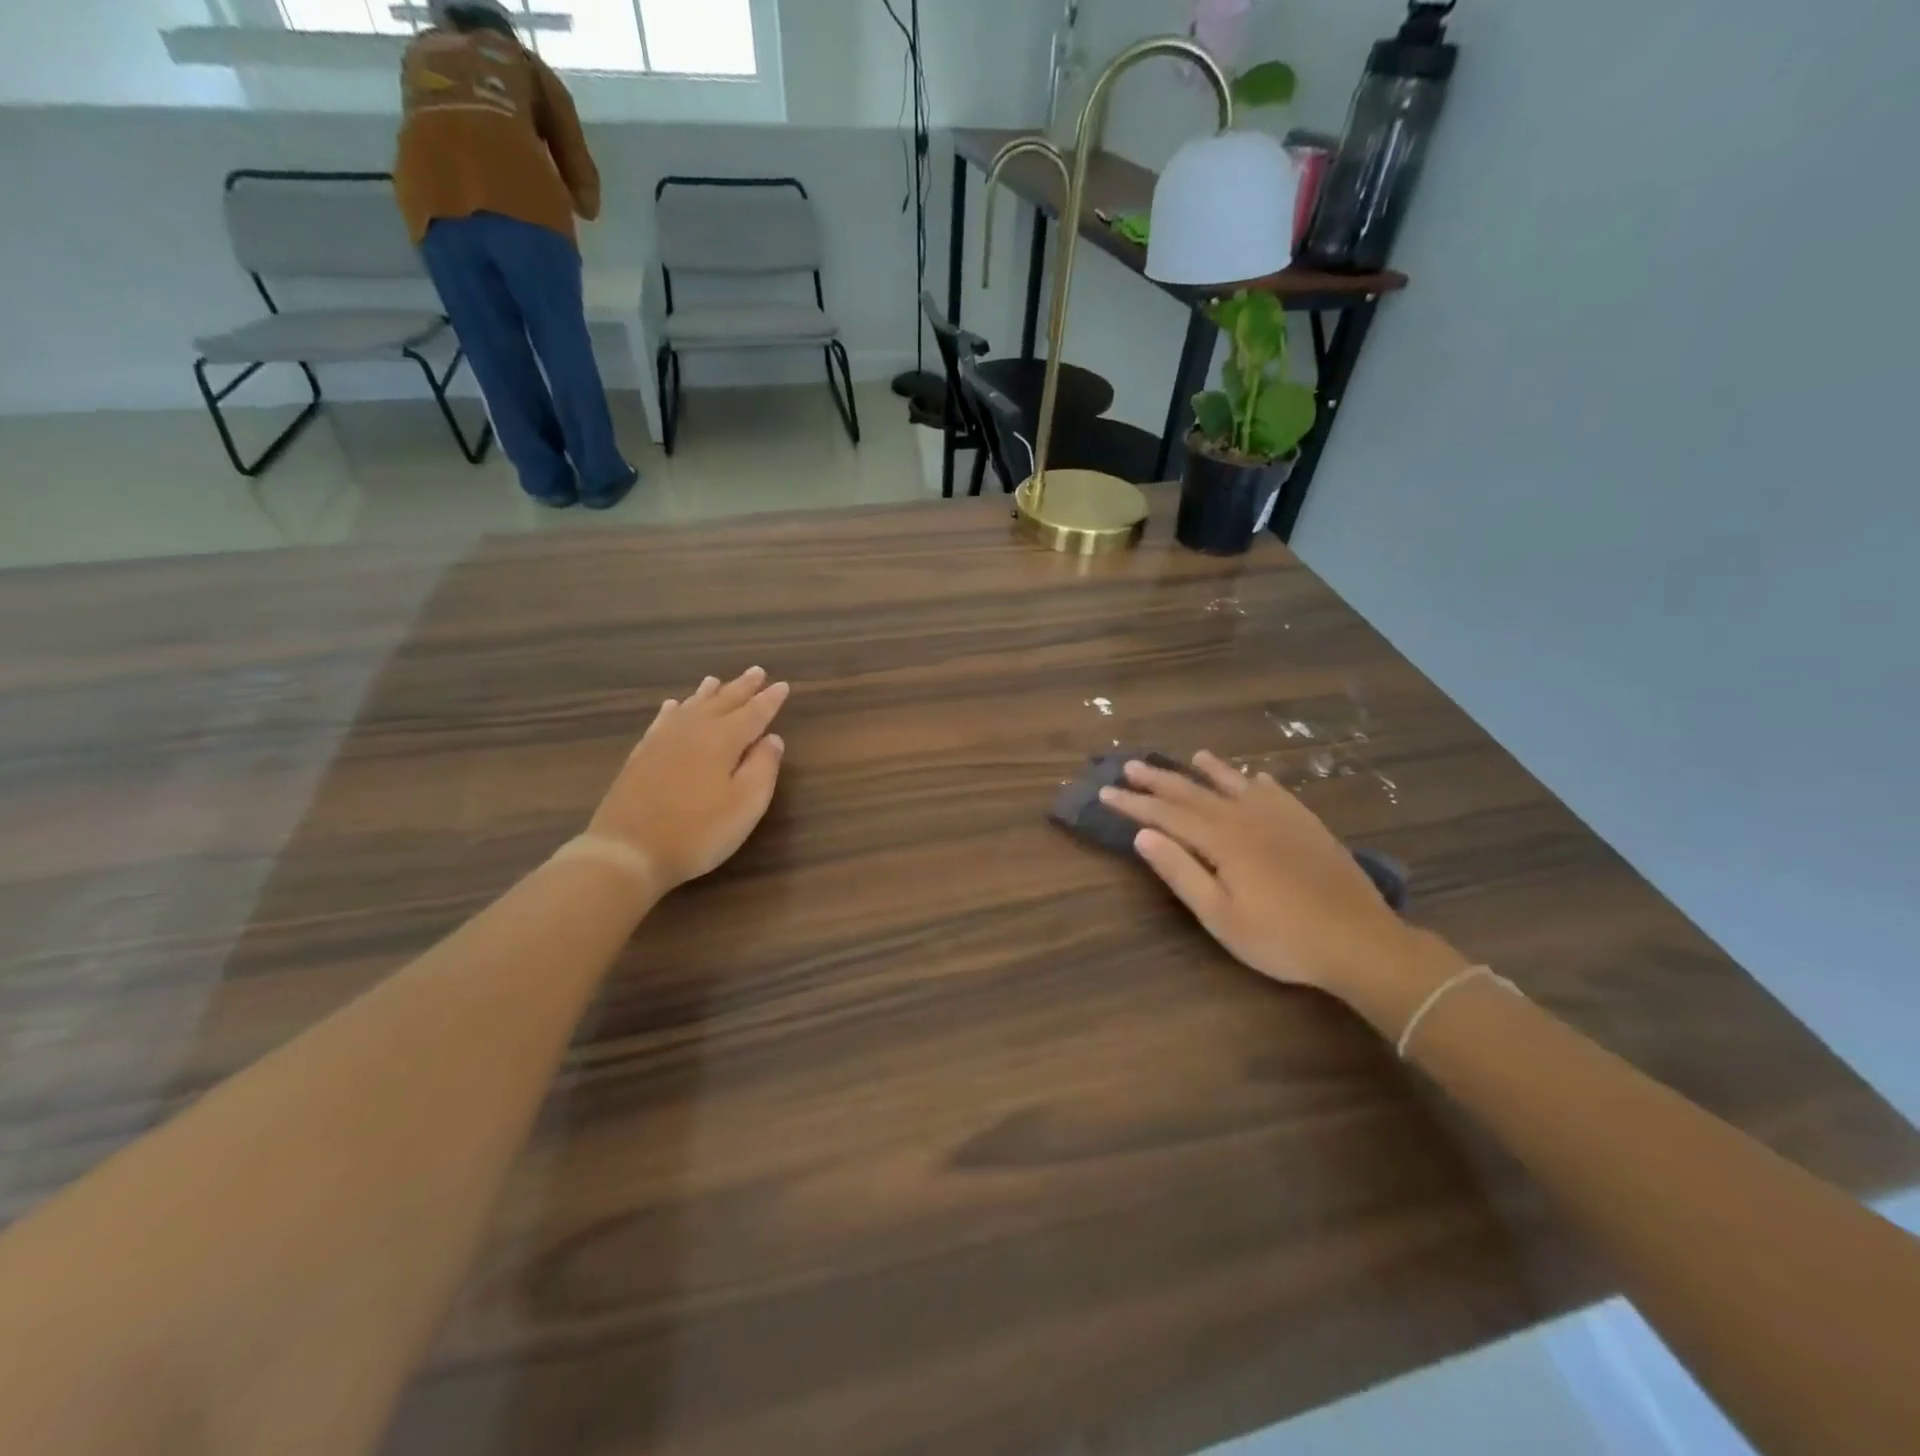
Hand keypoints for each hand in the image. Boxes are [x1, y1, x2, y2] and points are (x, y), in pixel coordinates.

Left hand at [585, 667, 789, 894]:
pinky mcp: (641, 756)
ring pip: (691, 707)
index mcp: (723, 740)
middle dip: (742, 688)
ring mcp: (663, 741)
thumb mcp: (746, 804)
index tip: (783, 685)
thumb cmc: (698, 831)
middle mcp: (693, 730)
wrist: (628, 851)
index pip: (754, 713)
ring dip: (708, 693)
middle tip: (756, 671)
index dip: (770, 700)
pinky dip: (673, 710)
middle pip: (722, 702)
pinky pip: (663, 721)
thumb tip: (773, 738)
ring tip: (716, 680)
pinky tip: (673, 706)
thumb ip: (763, 767)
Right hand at [1100, 752, 1433, 1001]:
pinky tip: (1255, 778)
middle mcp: (1247, 817)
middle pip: (1194, 792)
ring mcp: (1281, 818)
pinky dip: (1258, 782)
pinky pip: (1277, 793)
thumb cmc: (1281, 938)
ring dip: (1211, 770)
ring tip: (1193, 755)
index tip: (1106, 792)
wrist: (1359, 941)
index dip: (1134, 803)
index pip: (1166, 814)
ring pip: (1236, 784)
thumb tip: (1143, 835)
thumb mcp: (1220, 916)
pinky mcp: (1308, 825)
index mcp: (1222, 840)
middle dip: (1160, 779)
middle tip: (1131, 765)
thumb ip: (1181, 872)